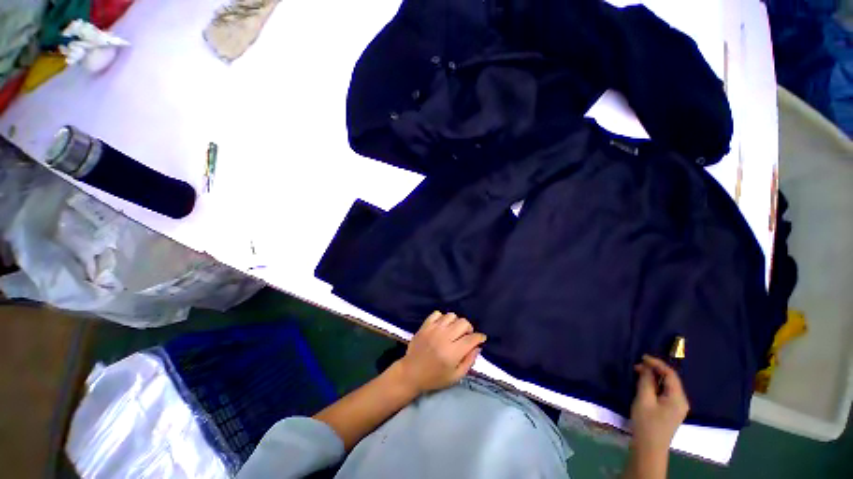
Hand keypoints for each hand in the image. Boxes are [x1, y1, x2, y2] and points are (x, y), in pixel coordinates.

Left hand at [396, 311, 486, 393]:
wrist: (411, 373)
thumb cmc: (434, 378)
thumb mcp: (455, 377)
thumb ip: (469, 362)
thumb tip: (477, 347)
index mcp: (452, 353)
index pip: (471, 339)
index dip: (479, 337)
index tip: (481, 338)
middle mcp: (444, 337)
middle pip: (463, 323)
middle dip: (469, 329)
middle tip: (466, 336)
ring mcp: (433, 329)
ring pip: (451, 315)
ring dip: (456, 322)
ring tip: (454, 331)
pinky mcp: (425, 326)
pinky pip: (437, 313)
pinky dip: (442, 318)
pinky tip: (442, 326)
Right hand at [630, 355, 689, 454]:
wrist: (649, 448)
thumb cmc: (646, 423)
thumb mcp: (644, 399)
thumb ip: (646, 381)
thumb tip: (646, 367)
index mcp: (678, 398)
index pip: (670, 374)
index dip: (657, 363)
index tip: (641, 357)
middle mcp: (681, 401)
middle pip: (670, 380)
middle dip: (654, 370)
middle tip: (636, 366)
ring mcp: (677, 407)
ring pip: (667, 386)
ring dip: (653, 378)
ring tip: (638, 374)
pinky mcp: (670, 411)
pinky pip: (664, 392)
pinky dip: (655, 386)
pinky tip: (644, 385)